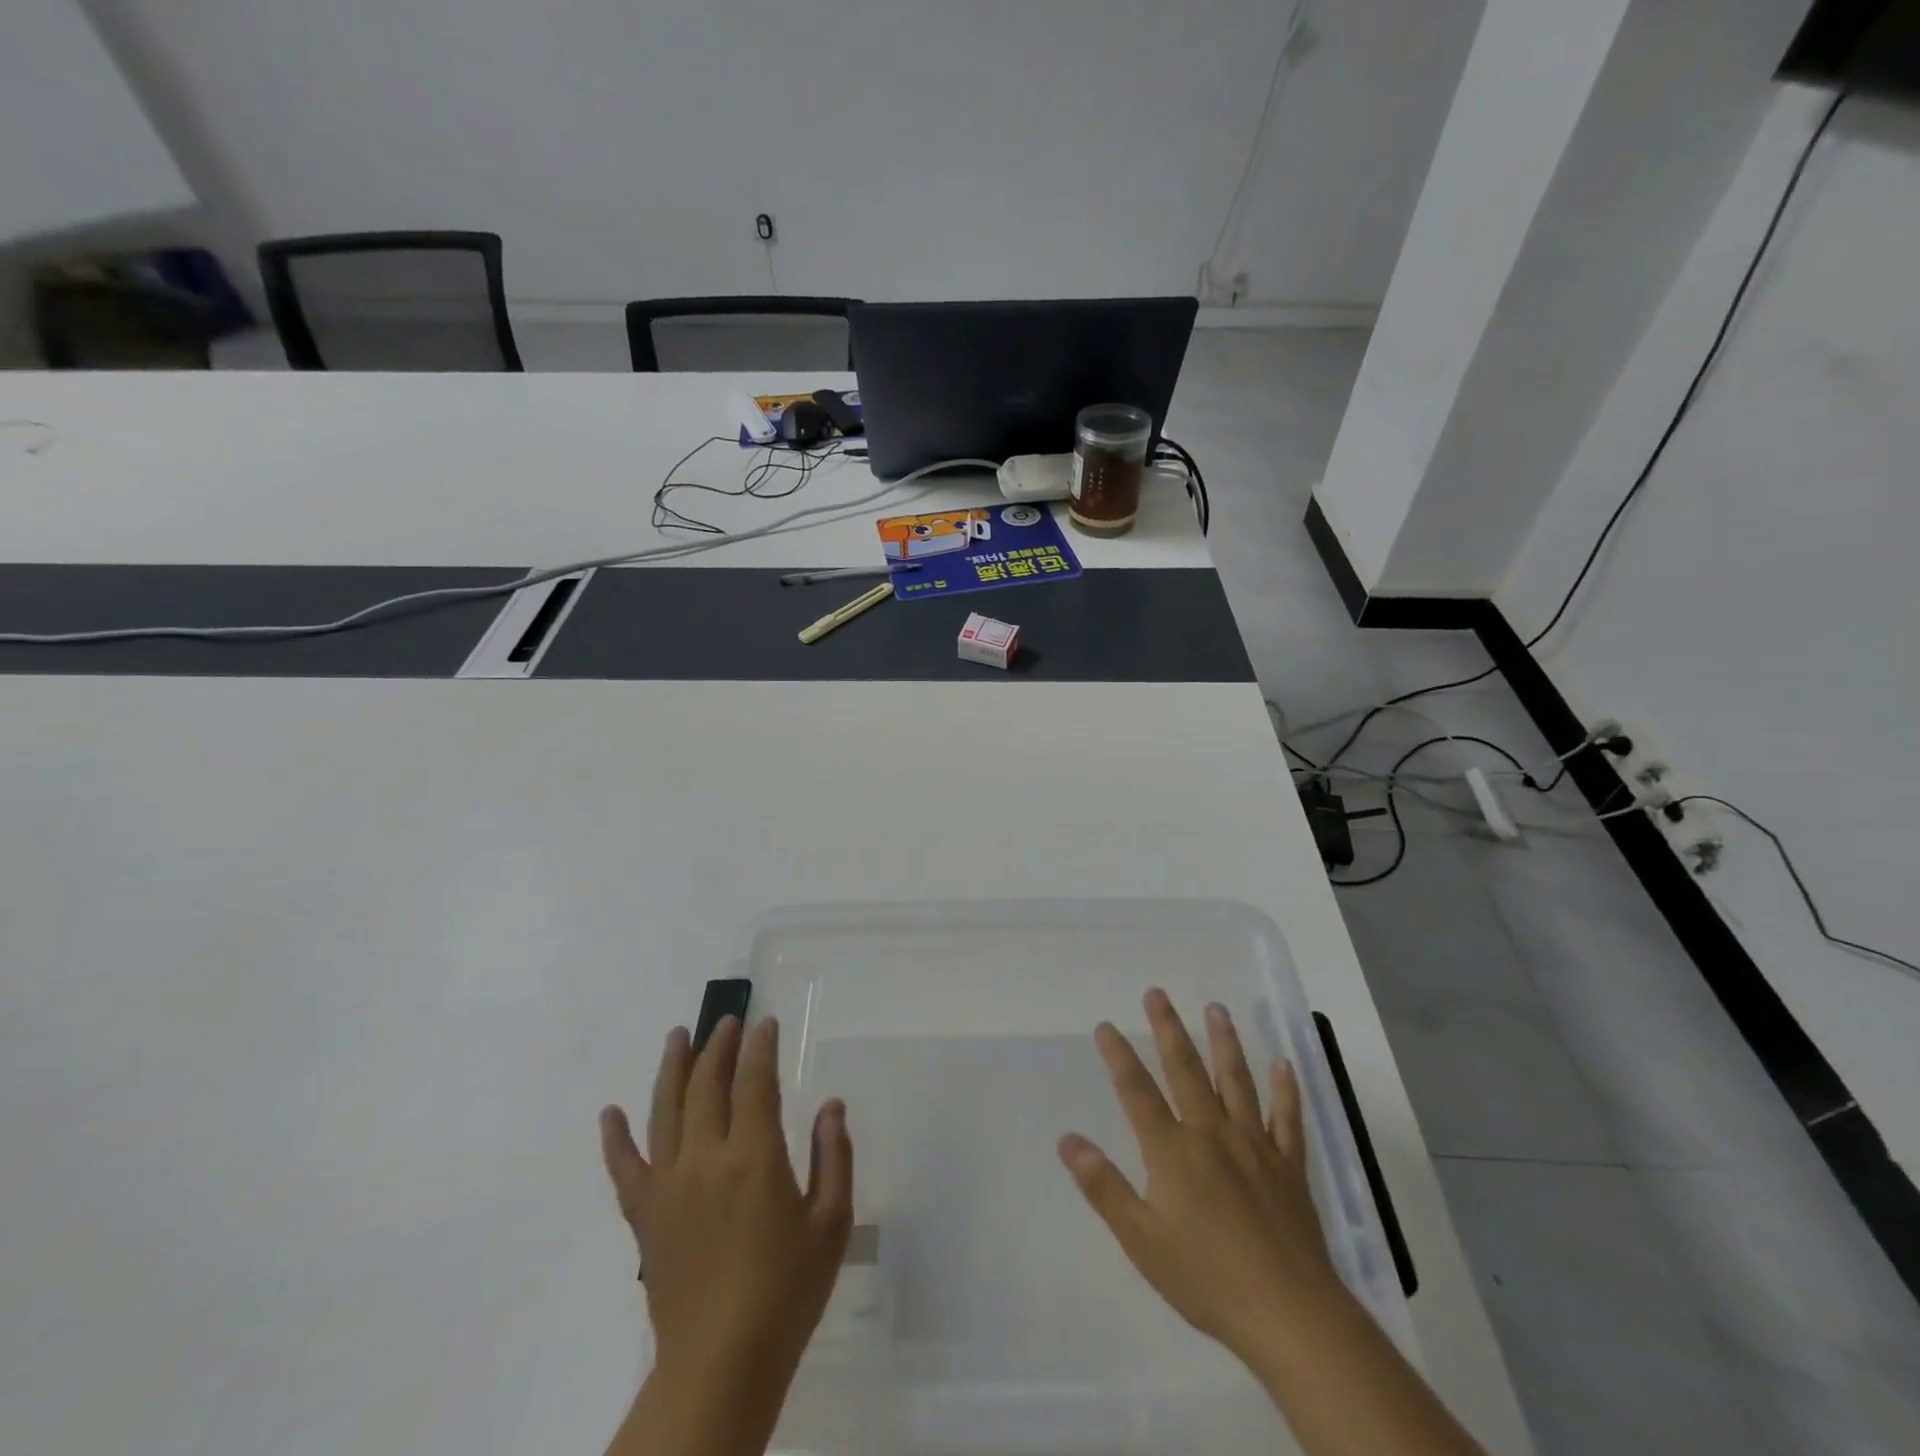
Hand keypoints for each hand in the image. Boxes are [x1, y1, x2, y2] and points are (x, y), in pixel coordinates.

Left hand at [600, 1016, 852, 1391]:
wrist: (722, 1364)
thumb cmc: (787, 1291)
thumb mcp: (832, 1223)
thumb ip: (835, 1157)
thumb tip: (831, 1105)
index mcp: (754, 1158)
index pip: (755, 1083)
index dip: (760, 1048)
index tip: (765, 1024)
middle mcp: (706, 1159)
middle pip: (707, 1086)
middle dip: (719, 1046)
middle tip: (727, 1021)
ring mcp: (669, 1186)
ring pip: (665, 1112)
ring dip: (672, 1069)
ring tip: (677, 1036)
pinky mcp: (644, 1217)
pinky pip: (624, 1168)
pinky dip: (614, 1139)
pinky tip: (609, 1112)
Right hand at [1058, 990, 1342, 1365]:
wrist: (1290, 1315)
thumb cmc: (1207, 1279)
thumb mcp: (1141, 1240)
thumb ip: (1103, 1187)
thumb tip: (1067, 1139)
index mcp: (1173, 1151)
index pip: (1137, 1092)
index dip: (1119, 1056)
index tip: (1106, 1025)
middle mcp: (1212, 1134)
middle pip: (1186, 1071)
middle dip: (1169, 1029)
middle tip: (1157, 993)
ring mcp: (1255, 1146)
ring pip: (1237, 1082)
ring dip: (1224, 1042)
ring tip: (1216, 1008)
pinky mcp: (1289, 1167)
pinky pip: (1288, 1119)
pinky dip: (1287, 1091)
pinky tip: (1286, 1065)